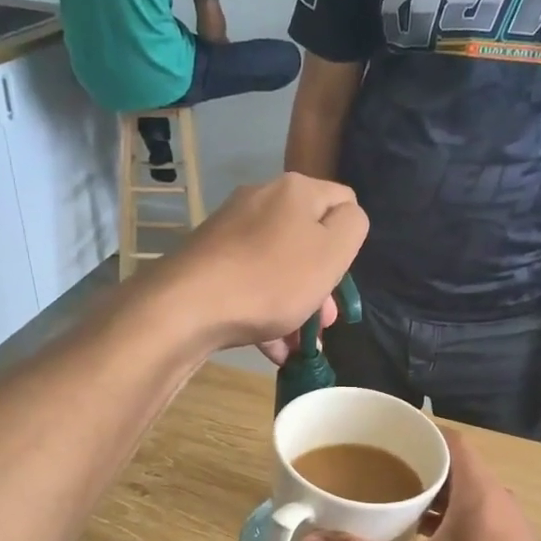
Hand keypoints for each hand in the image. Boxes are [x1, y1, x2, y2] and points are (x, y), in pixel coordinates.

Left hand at [157, 173, 367, 358]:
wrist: (188, 306)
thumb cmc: (271, 280)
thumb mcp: (331, 253)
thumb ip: (352, 227)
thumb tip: (347, 217)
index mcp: (295, 190)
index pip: (343, 202)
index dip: (350, 243)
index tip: (341, 280)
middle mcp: (261, 200)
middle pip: (307, 240)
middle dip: (320, 285)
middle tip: (324, 324)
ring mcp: (230, 232)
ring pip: (278, 268)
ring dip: (294, 307)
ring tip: (299, 347)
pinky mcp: (209, 262)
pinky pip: (249, 285)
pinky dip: (265, 314)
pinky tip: (272, 349)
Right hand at [294, 431, 540, 540]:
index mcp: (477, 490)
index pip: (447, 439)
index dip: (413, 432)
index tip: (376, 439)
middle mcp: (494, 498)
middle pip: (449, 465)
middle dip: (409, 464)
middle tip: (366, 472)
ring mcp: (503, 526)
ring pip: (457, 495)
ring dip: (424, 495)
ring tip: (382, 503)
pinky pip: (465, 519)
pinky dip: (438, 520)